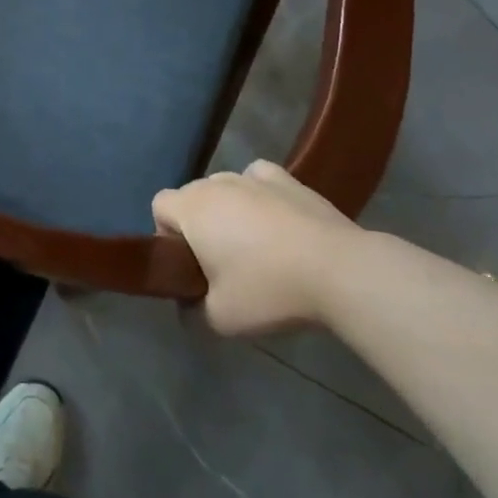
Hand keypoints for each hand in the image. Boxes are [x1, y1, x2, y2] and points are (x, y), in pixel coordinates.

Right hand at [151, 161, 360, 335]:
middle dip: (198, 224)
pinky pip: (258, 179)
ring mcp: (252, 177)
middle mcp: (216, 183)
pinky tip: (274, 217)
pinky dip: (258, 193)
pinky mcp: (287, 179)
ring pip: (224, 187)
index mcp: (192, 208)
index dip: (167, 235)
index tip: (190, 266)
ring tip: (255, 245)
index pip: (159, 206)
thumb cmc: (269, 289)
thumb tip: (189, 307)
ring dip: (228, 210)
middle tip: (221, 264)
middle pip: (192, 196)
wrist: (338, 271)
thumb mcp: (221, 319)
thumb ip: (193, 312)